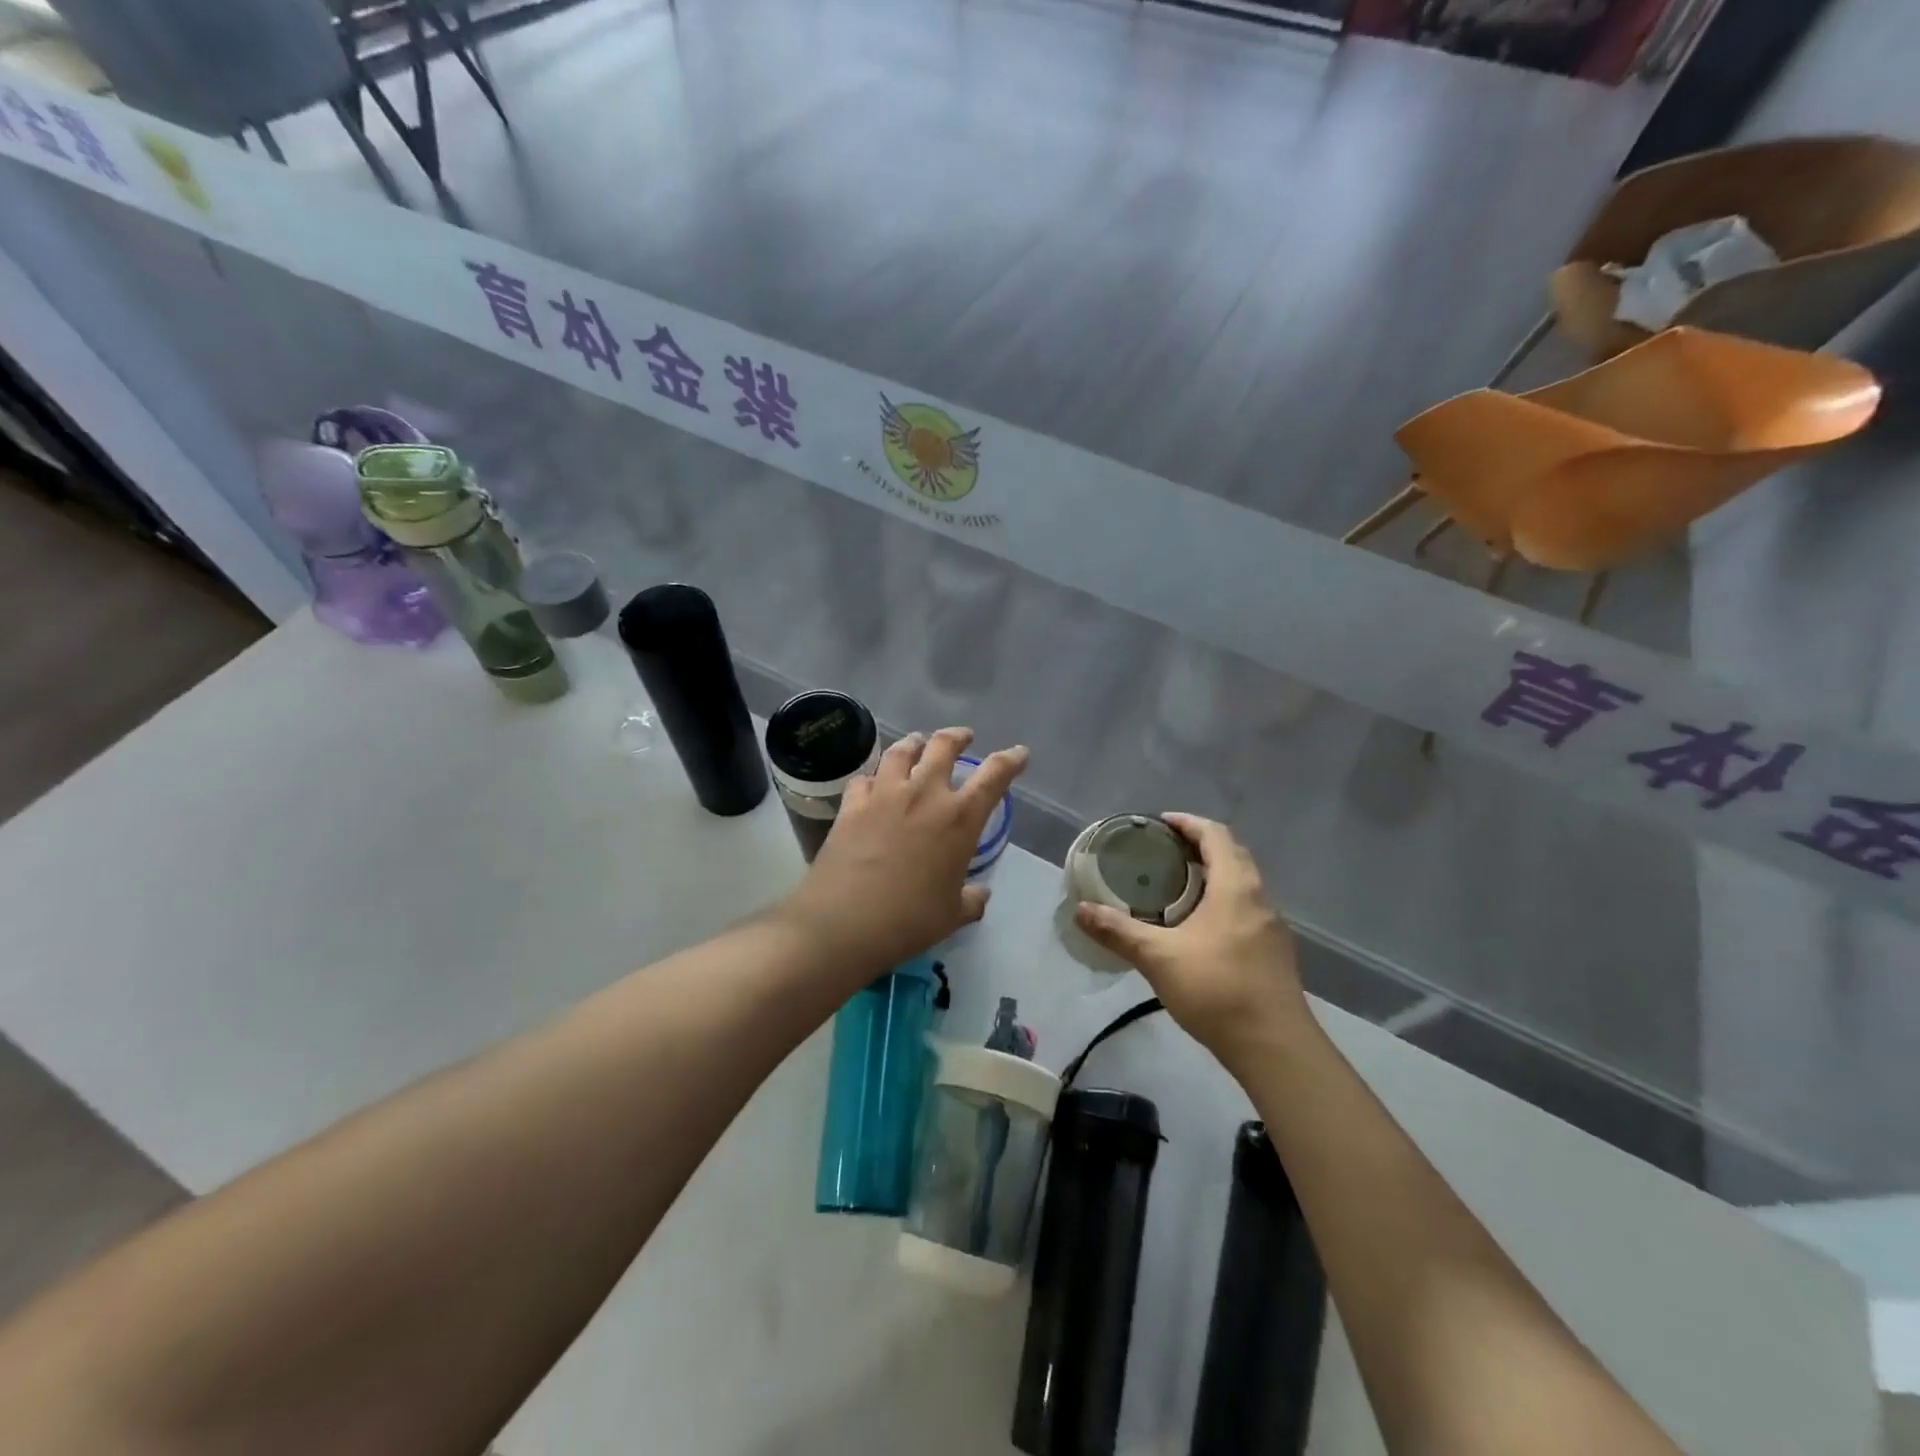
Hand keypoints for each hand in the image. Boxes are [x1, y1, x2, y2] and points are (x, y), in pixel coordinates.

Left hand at [783, 728, 1028, 973]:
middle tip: (963, 736)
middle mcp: (924, 794)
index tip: (1019, 753)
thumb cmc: (908, 920)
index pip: (994, 775)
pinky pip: (864, 779)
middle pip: (943, 746)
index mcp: (959, 818)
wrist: (844, 922)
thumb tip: (981, 894)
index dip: (1010, 760)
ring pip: (901, 751)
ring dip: (914, 743)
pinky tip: (873, 784)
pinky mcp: (852, 804)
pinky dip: (873, 777)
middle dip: (957, 736)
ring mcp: (884, 794)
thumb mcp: (951, 915)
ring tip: (917, 743)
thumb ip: (971, 900)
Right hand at [1074, 814, 1309, 1065]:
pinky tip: (1199, 928)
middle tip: (1165, 851)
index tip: (1161, 823)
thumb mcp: (1159, 958)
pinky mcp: (1274, 953)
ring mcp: (1272, 928)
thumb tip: (1081, 910)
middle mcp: (1259, 899)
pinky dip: (1222, 901)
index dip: (1189, 823)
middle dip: (1200, 846)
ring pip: (1243, 884)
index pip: (1216, 835)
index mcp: (1236, 888)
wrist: (1275, 1048)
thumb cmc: (1217, 990)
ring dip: (1214, 875)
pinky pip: (1246, 910)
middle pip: (1233, 855)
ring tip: (1177, 885)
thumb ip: (1119, 932)